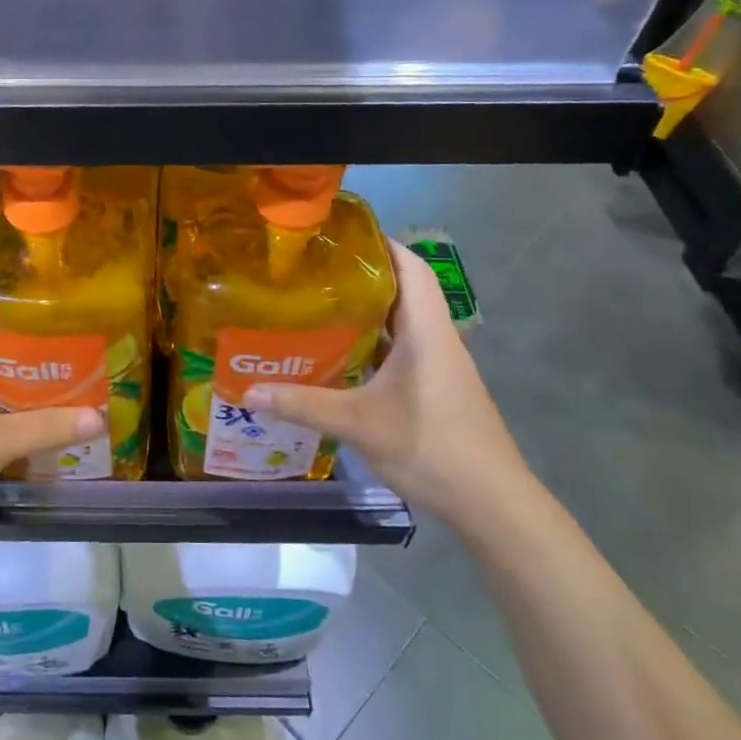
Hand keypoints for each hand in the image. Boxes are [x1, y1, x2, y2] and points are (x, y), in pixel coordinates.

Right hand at [246, 237, 531, 527]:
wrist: (492, 504)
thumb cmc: (431, 447)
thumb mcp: (359, 424)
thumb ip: (302, 404)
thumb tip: (247, 392)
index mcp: (426, 331)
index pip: (411, 267)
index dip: (381, 244)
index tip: (341, 235)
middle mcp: (437, 339)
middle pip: (405, 290)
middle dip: (364, 276)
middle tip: (315, 272)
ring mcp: (441, 366)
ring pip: (404, 323)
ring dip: (369, 312)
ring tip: (321, 307)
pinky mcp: (439, 389)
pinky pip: (405, 351)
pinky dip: (376, 345)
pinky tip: (343, 357)